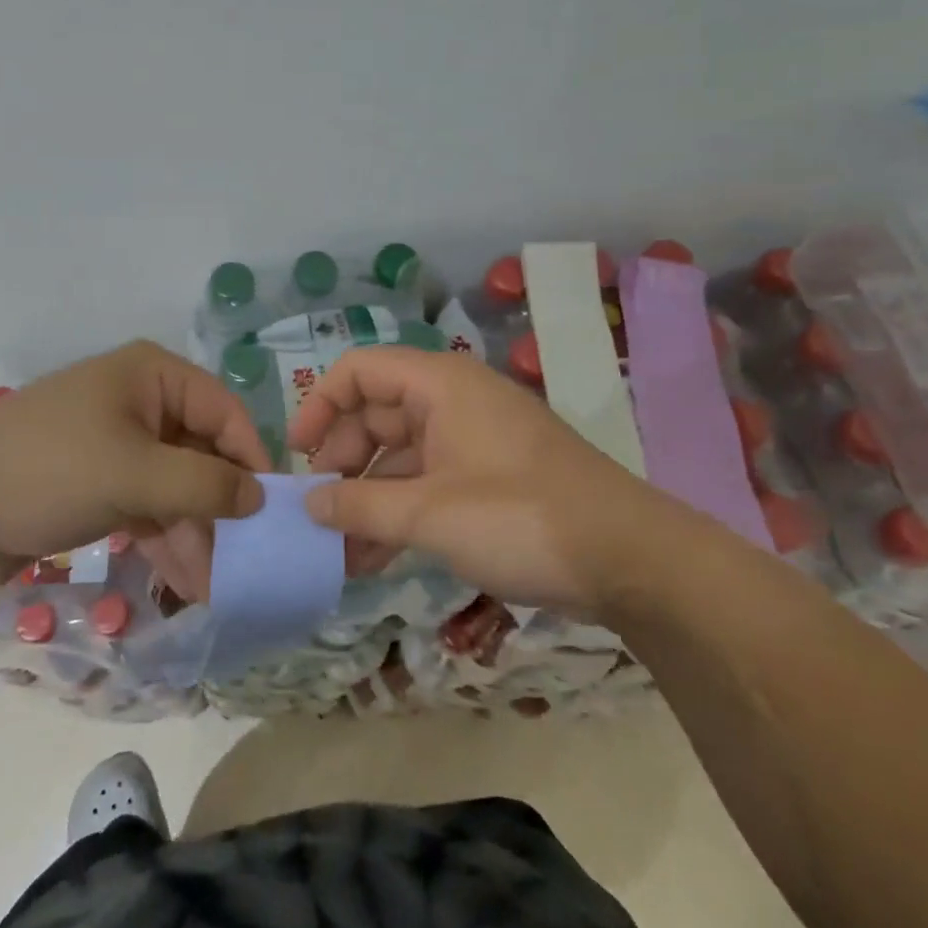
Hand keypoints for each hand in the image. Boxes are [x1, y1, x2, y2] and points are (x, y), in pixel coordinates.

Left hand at [0, 341, 266, 590]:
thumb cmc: (47, 471)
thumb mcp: (133, 476)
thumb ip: (205, 485)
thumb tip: (259, 497)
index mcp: (152, 376)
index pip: (225, 411)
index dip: (251, 459)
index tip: (271, 513)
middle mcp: (141, 400)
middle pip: (202, 451)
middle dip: (221, 508)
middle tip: (244, 562)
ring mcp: (118, 441)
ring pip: (176, 484)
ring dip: (196, 532)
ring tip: (215, 587)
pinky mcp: (99, 480)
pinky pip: (149, 504)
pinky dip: (166, 538)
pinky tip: (185, 582)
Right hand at [290, 347, 668, 617]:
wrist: (629, 558)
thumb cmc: (520, 516)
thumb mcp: (429, 513)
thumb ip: (360, 506)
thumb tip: (309, 503)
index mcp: (439, 385)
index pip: (360, 370)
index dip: (320, 405)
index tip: (297, 456)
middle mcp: (454, 400)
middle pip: (377, 412)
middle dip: (343, 461)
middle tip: (319, 510)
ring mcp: (473, 439)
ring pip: (401, 454)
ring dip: (368, 496)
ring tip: (338, 549)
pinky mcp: (490, 475)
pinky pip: (428, 480)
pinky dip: (400, 510)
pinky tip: (374, 557)